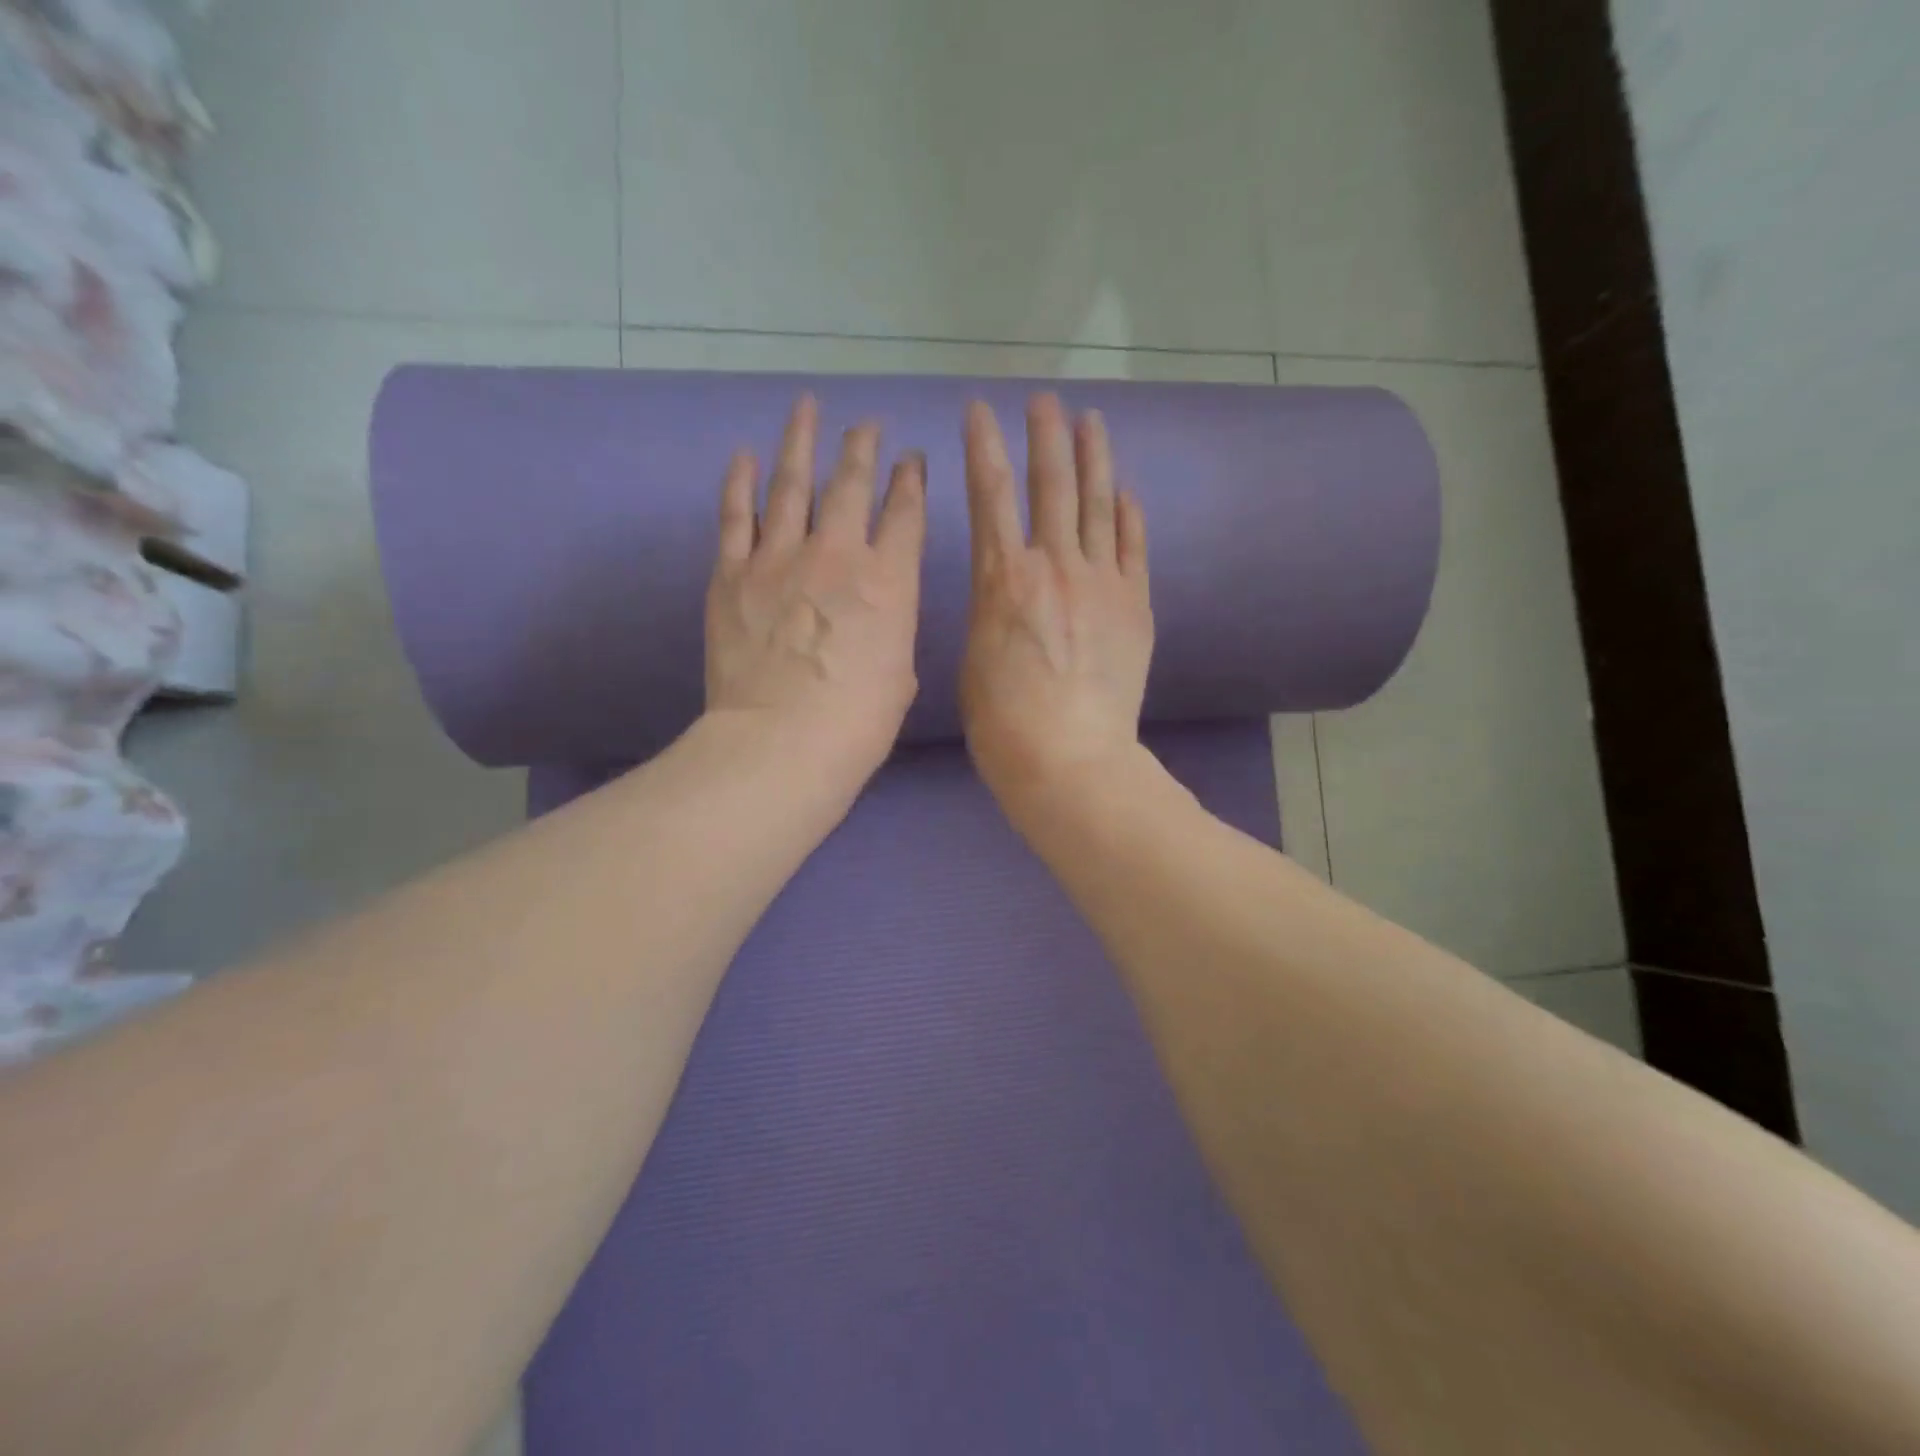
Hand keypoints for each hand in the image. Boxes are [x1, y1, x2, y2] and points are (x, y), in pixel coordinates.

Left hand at [705, 395, 925, 781]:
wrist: (780, 744)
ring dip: (802, 442)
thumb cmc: (857, 724)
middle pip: (851, 484)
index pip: (905, 513)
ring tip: (807, 408)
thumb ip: (891, 629)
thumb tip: (876, 613)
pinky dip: (739, 481)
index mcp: (888, 581)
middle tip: (866, 426)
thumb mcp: (900, 675)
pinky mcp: (732, 574)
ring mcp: (778, 558)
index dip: (911, 481)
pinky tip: (744, 455)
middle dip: (862, 449)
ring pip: (792, 483)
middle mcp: (837, 554)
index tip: (911, 461)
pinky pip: (735, 515)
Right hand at [960, 394, 1152, 808]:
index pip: (990, 494)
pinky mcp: (1134, 604)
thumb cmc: (1002, 722)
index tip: (980, 409)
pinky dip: (1129, 514)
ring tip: (1091, 421)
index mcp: (1001, 578)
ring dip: (1093, 458)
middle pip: (1051, 484)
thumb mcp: (974, 659)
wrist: (1069, 758)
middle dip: (1046, 435)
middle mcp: (1052, 565)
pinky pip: (1132, 546)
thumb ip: (991, 613)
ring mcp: (1100, 581)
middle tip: (1046, 400)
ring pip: (1098, 504)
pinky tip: (1126, 491)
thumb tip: (1005, 596)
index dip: (983, 446)